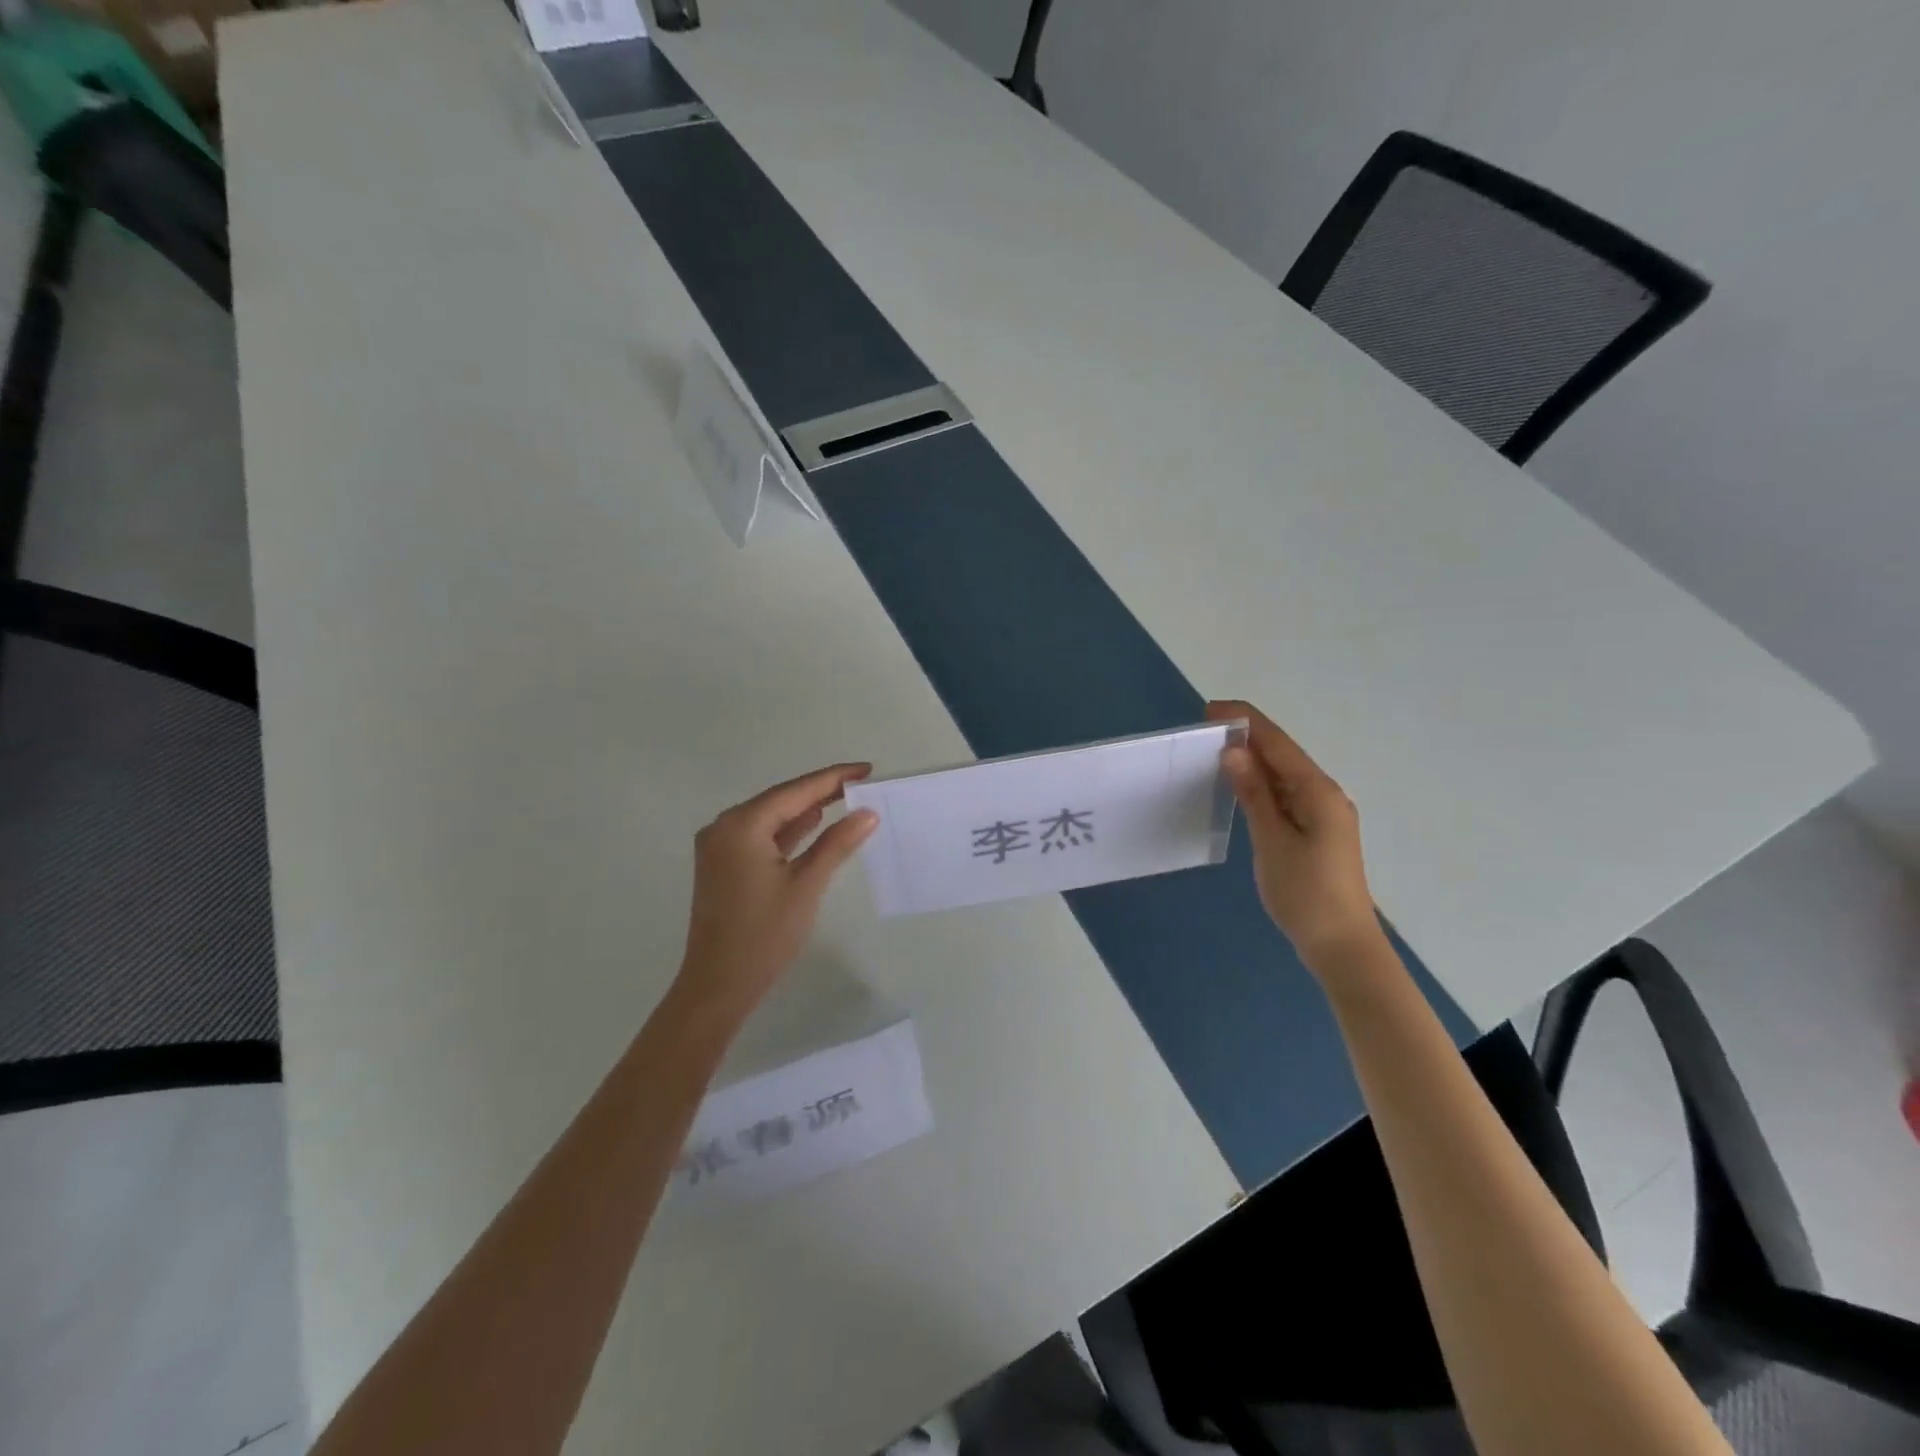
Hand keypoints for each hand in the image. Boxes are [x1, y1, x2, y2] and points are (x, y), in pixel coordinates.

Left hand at [675, 764, 879, 1015]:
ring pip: (770, 818)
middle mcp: (724, 828)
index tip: (865, 769)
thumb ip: (837, 843)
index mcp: (741, 826)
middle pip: (780, 800)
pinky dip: (788, 832)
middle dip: (820, 791)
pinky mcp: (722, 866)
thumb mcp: (806, 885)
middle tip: (860, 783)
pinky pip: (760, 837)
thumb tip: (867, 813)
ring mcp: (719, 847)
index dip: (832, 778)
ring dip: (805, 810)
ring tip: (845, 798)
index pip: (795, 791)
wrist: (718, 986)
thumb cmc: (764, 935)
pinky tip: (813, 824)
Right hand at [1206, 700, 1381, 969]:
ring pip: (1285, 775)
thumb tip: (1234, 752)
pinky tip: (1241, 787)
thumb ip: (1254, 794)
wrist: (1341, 946)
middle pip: (1283, 755)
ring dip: (1254, 760)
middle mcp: (1325, 795)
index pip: (1278, 744)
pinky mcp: (1317, 831)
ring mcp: (1324, 814)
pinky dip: (1262, 785)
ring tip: (1216, 752)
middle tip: (1206, 730)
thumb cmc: (1305, 894)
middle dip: (1248, 737)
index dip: (1246, 722)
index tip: (1210, 709)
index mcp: (1318, 792)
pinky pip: (1286, 795)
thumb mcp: (1272, 842)